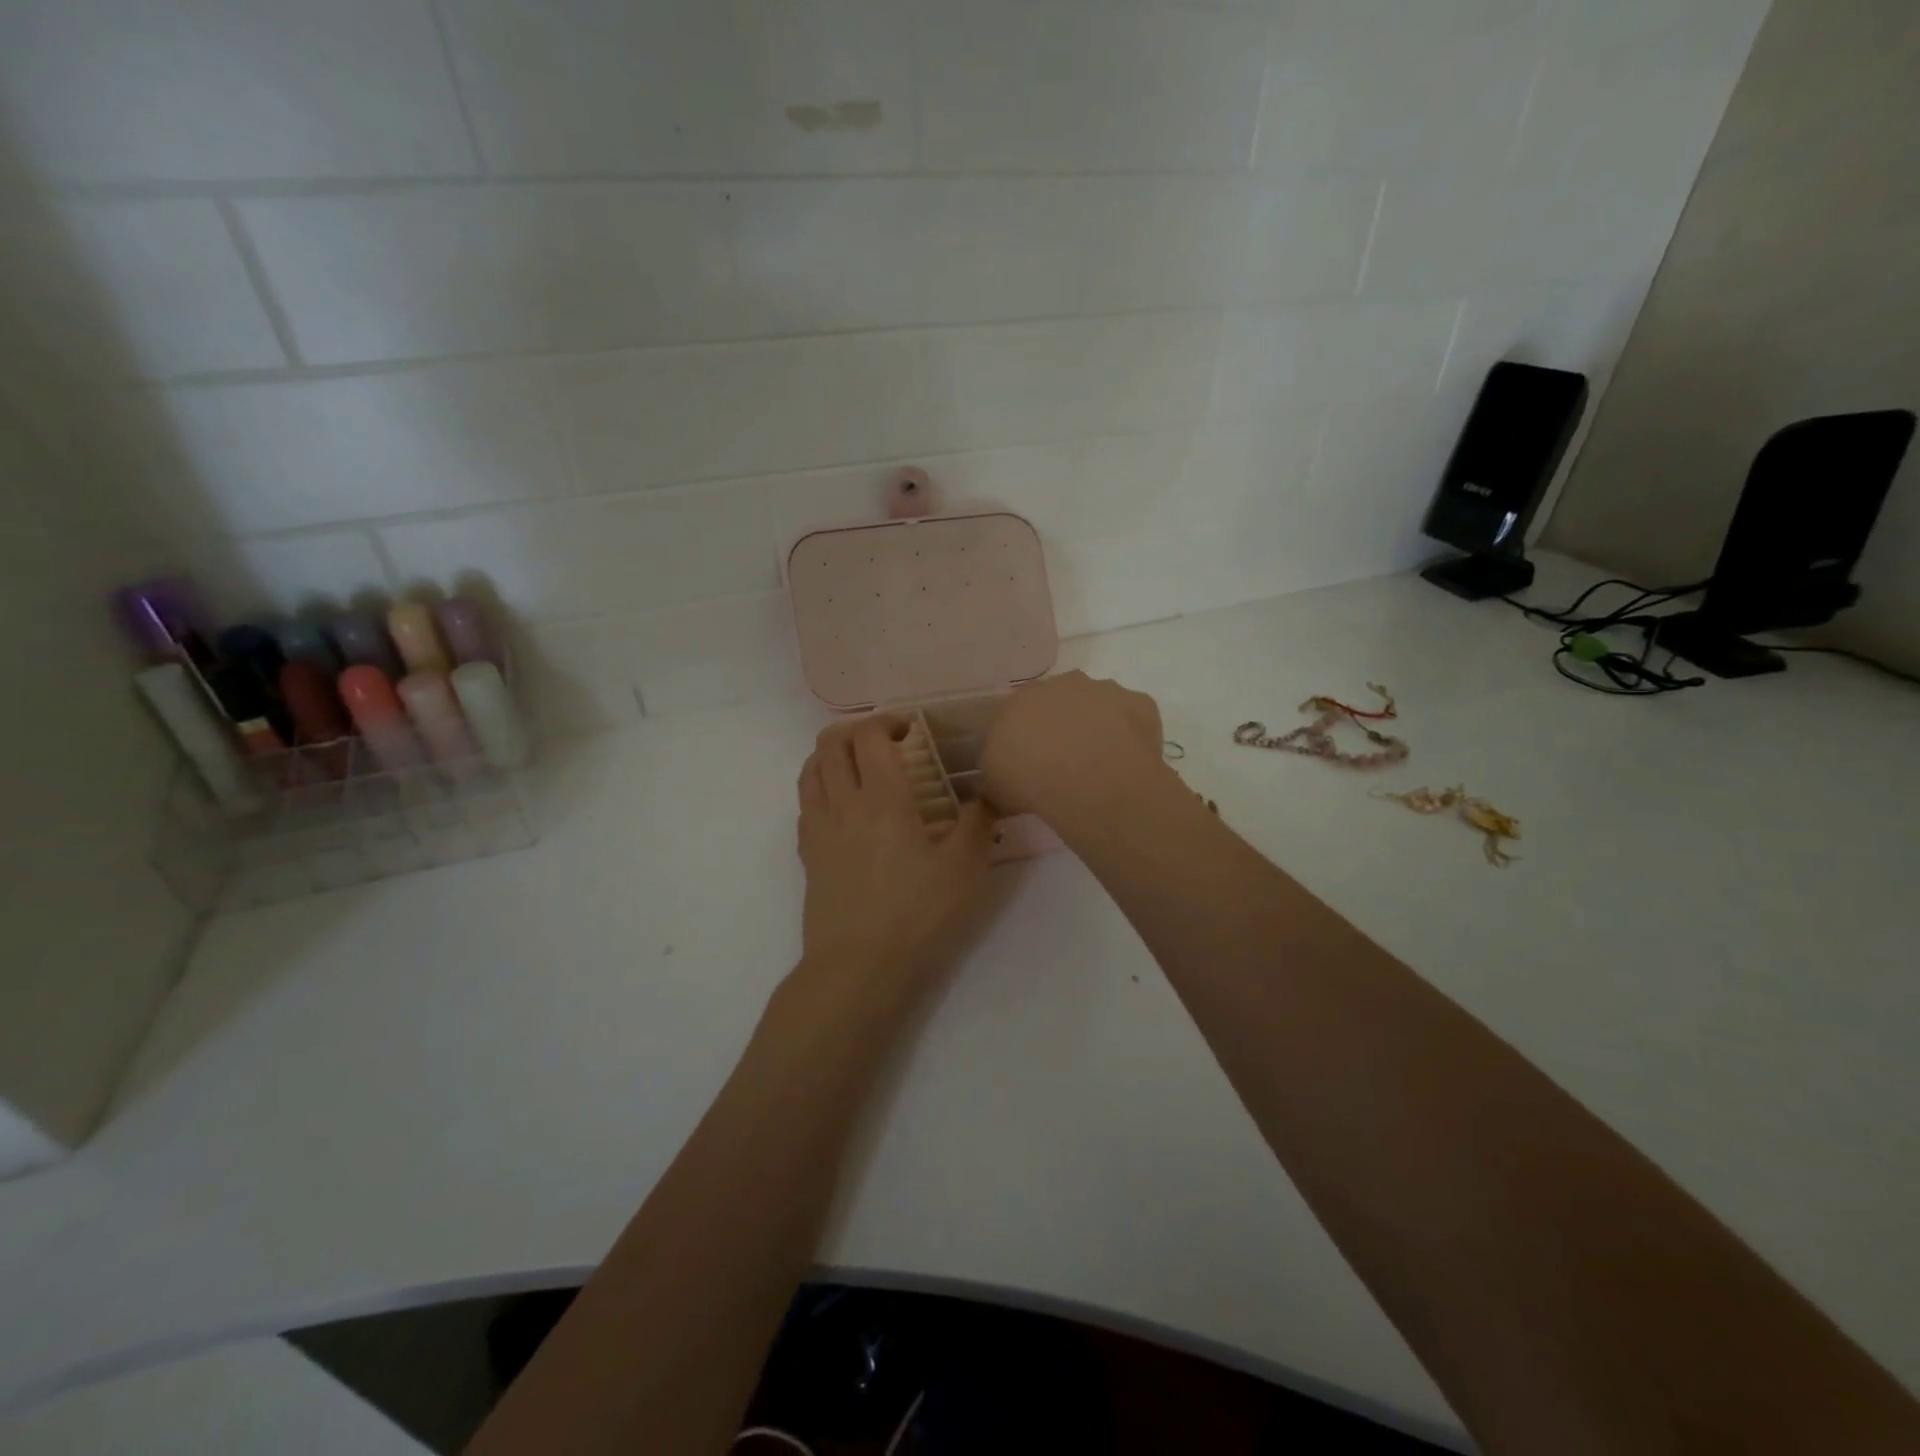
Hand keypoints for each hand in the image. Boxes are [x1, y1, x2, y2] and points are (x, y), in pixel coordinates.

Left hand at [797, 716, 995, 992]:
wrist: (858, 969)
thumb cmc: (916, 916)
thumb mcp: (964, 870)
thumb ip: (977, 825)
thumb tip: (984, 797)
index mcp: (882, 799)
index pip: (870, 736)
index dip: (888, 722)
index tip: (911, 731)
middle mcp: (843, 804)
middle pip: (831, 744)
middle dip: (856, 731)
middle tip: (885, 743)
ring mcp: (818, 830)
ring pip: (811, 770)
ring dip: (832, 755)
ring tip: (859, 768)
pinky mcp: (807, 856)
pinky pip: (805, 804)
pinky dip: (820, 788)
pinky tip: (843, 808)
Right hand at [981, 671, 1167, 825]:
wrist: (1086, 779)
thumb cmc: (1028, 778)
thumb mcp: (994, 787)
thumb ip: (997, 778)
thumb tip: (1001, 787)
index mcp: (1022, 698)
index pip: (1020, 713)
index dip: (1027, 740)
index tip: (1032, 766)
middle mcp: (1063, 684)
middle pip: (1062, 704)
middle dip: (1063, 729)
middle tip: (1065, 767)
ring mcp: (1105, 690)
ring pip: (1100, 708)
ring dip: (1098, 730)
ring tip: (1099, 770)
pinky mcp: (1140, 703)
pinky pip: (1134, 720)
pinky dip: (1131, 738)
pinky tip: (1126, 765)